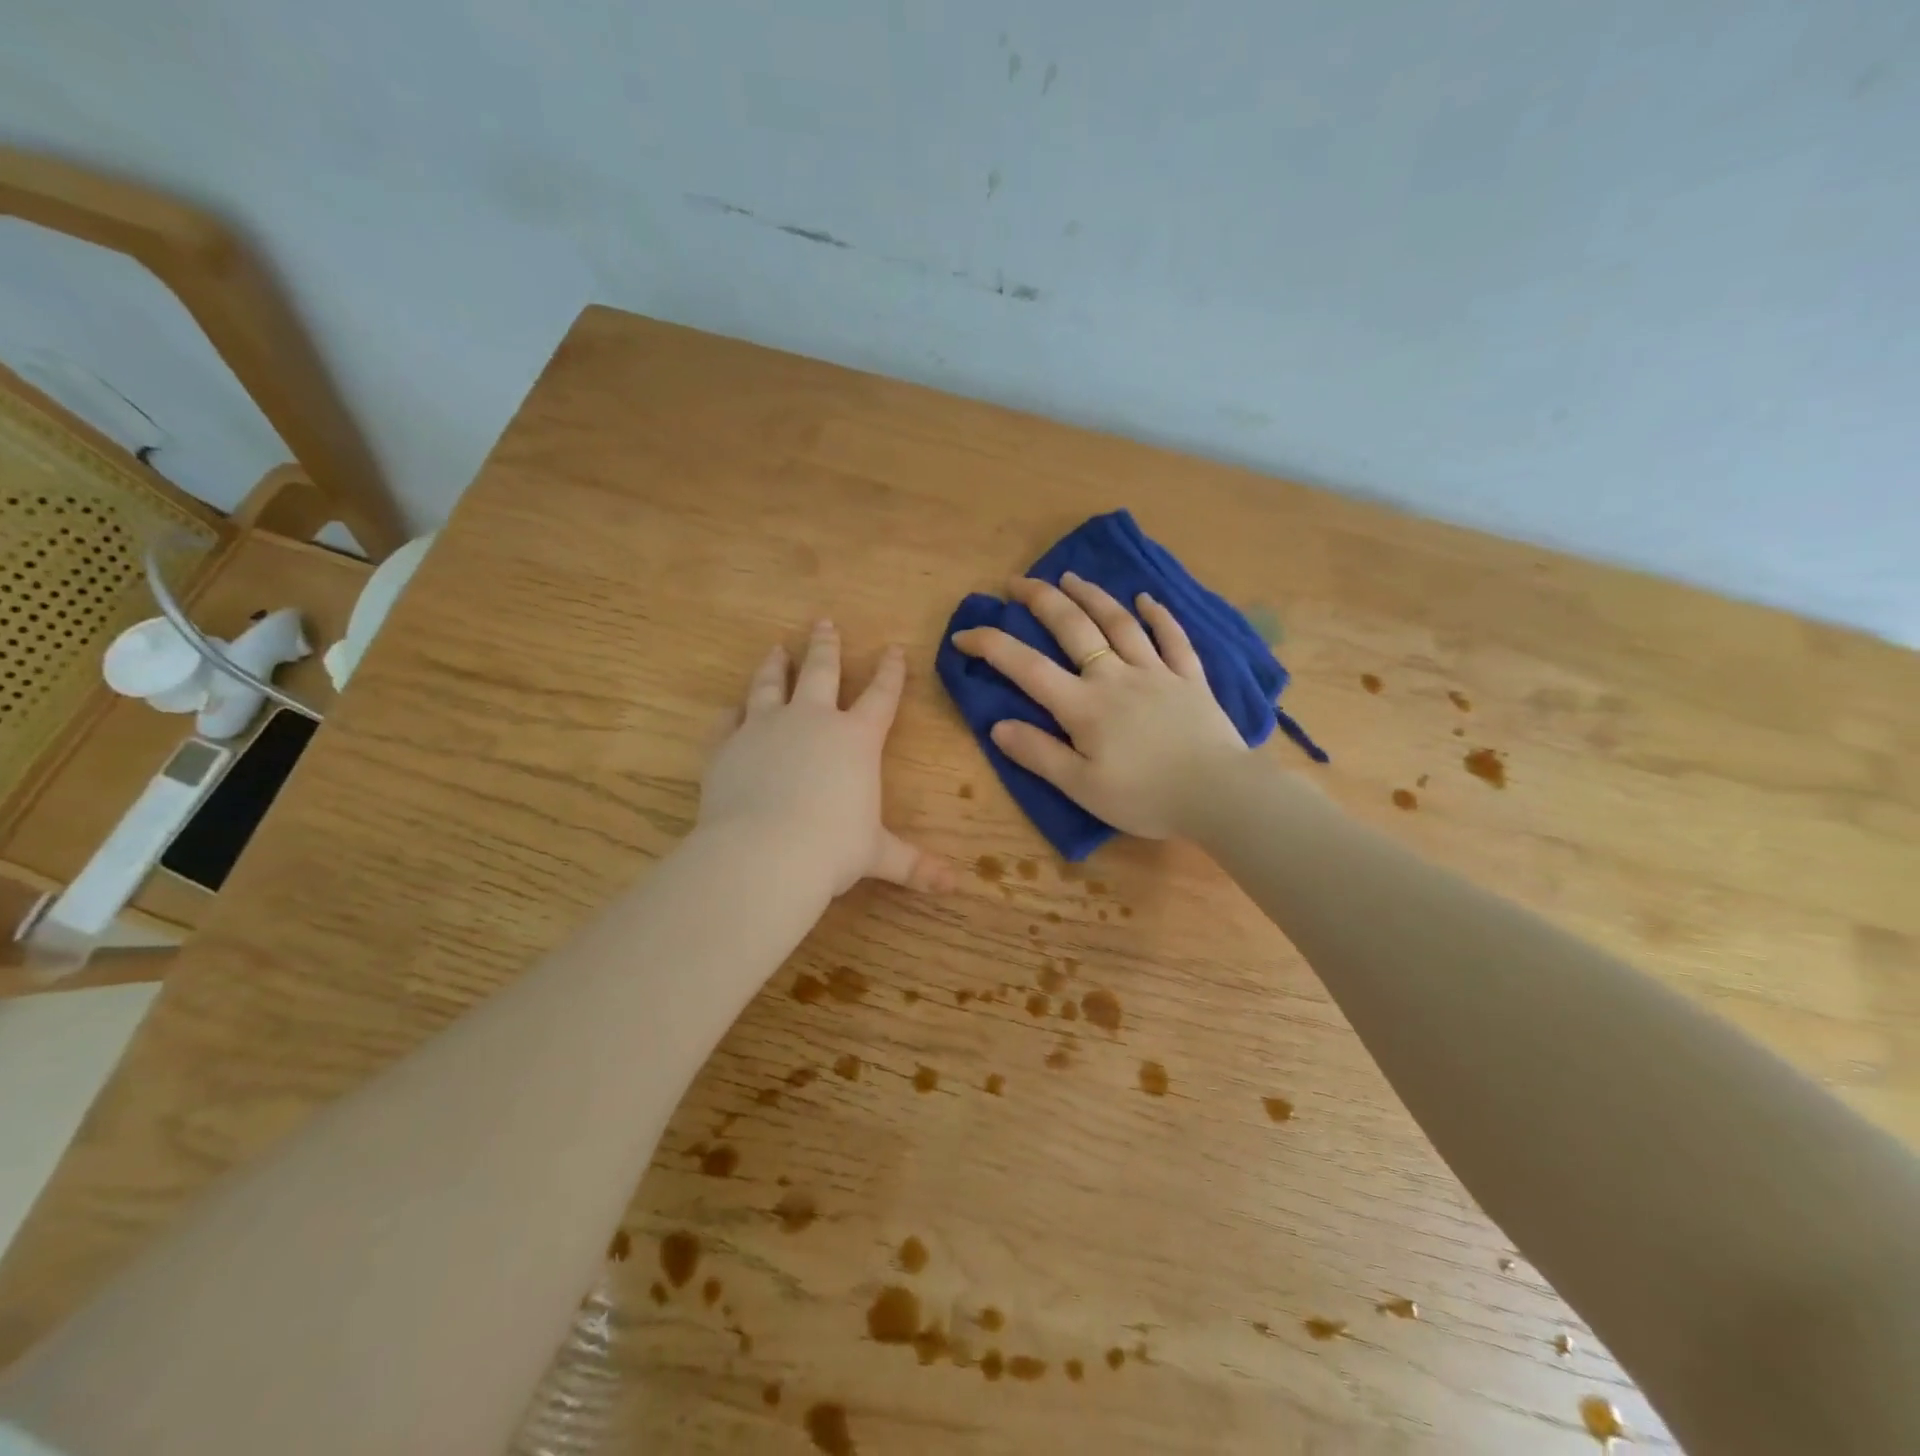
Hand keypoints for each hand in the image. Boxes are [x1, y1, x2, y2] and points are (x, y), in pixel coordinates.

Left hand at [700, 621, 952, 895]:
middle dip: (826, 645)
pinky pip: (728, 721)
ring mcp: (765, 728)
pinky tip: (731, 708)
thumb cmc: (833, 850)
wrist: (764, 854)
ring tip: (777, 649)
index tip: (893, 649)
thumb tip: (956, 886)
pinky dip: (731, 713)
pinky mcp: (727, 745)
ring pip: (772, 684)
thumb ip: (914, 864)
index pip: (882, 696)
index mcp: (856, 740)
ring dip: (777, 665)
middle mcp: (812, 721)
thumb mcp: (878, 856)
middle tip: (824, 621)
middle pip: (823, 671)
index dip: (891, 672)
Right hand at [951, 573, 1249, 838]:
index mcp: (1083, 706)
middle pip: (1073, 628)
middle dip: (1041, 600)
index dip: (991, 646)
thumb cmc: (1145, 797)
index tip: (964, 633)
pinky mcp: (1190, 678)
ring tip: (1070, 577)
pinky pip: (1173, 638)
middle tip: (1017, 582)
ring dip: (1092, 596)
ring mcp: (1156, 672)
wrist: (1218, 795)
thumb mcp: (1081, 786)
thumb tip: (997, 725)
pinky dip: (1159, 615)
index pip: (1026, 667)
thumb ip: (1038, 754)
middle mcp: (1115, 677)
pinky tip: (1147, 598)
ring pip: (1119, 623)